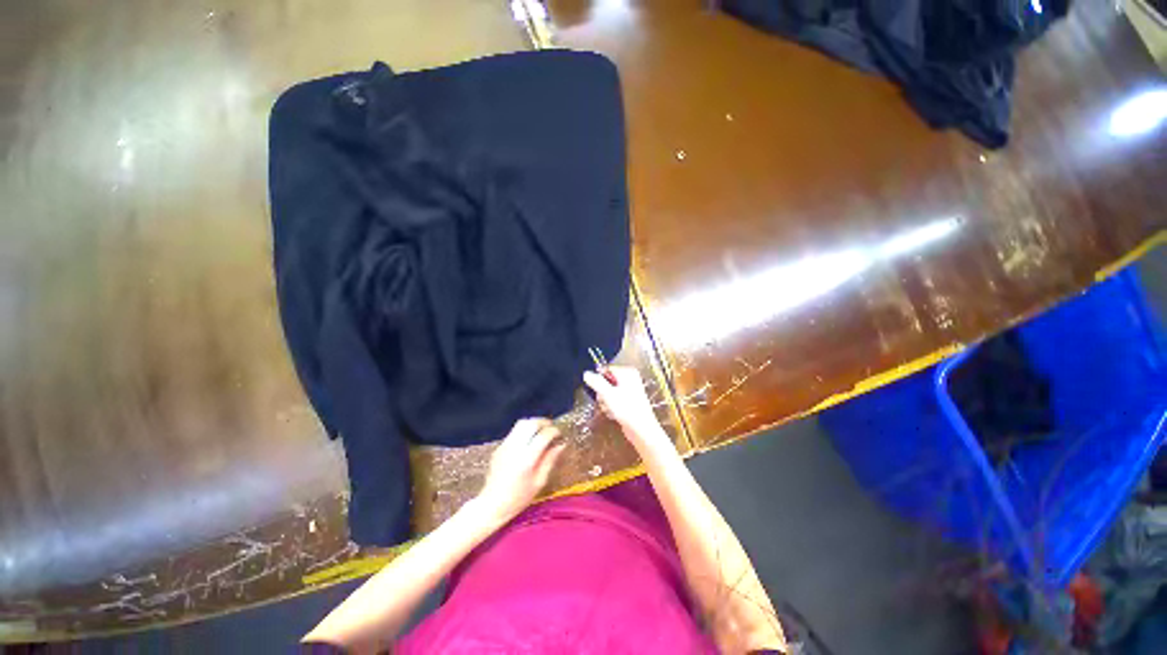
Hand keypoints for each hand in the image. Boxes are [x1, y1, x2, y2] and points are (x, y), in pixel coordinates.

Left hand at [474, 418, 565, 523]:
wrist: (492, 504)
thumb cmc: (519, 498)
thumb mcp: (539, 482)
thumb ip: (550, 460)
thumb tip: (561, 445)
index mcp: (527, 459)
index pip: (543, 435)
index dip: (554, 431)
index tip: (560, 435)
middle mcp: (515, 448)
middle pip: (531, 423)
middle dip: (544, 422)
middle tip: (551, 428)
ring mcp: (505, 446)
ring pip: (521, 423)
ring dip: (534, 423)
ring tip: (541, 430)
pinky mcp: (499, 447)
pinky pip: (514, 432)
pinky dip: (525, 430)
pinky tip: (529, 440)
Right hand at [583, 367, 669, 451]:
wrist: (642, 430)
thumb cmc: (627, 409)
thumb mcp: (608, 394)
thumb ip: (596, 382)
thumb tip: (586, 373)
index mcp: (627, 373)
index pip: (606, 370)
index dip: (599, 380)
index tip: (596, 390)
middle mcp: (630, 379)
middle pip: (607, 381)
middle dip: (602, 393)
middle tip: (604, 401)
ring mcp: (630, 391)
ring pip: (609, 392)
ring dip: (606, 402)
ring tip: (610, 409)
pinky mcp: (629, 402)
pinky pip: (614, 401)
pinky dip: (612, 407)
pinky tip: (614, 414)